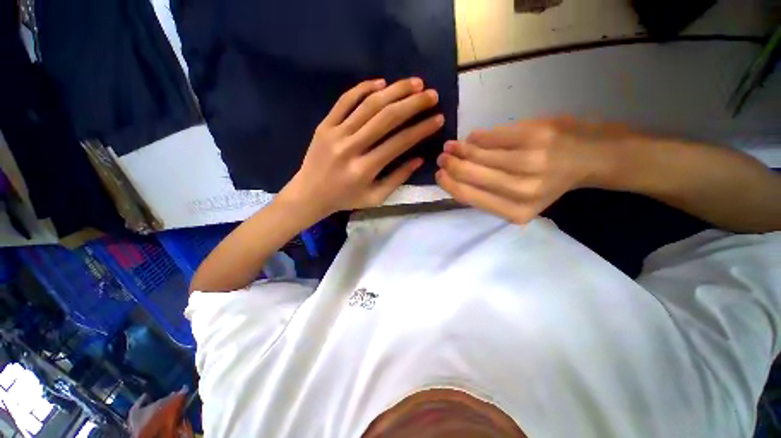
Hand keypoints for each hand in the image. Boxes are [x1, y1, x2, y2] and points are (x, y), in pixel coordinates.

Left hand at [279, 78, 442, 218]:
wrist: (309, 194)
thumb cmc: (345, 198)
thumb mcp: (375, 197)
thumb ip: (397, 178)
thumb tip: (419, 159)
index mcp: (365, 169)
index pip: (399, 143)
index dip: (421, 129)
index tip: (438, 119)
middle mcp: (351, 147)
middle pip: (386, 118)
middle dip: (413, 103)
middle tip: (432, 94)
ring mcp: (335, 133)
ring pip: (368, 105)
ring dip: (394, 91)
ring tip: (414, 83)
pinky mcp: (324, 125)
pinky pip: (345, 100)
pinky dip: (363, 88)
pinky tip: (381, 82)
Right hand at [436, 118, 636, 223]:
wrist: (593, 157)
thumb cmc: (551, 182)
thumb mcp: (520, 201)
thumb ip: (489, 196)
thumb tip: (455, 179)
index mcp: (516, 211)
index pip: (468, 196)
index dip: (449, 184)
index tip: (439, 175)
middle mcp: (522, 189)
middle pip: (470, 174)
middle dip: (450, 165)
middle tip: (442, 157)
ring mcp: (530, 160)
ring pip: (478, 154)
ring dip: (460, 149)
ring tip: (452, 147)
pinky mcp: (535, 135)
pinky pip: (491, 136)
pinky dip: (477, 137)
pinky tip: (472, 138)